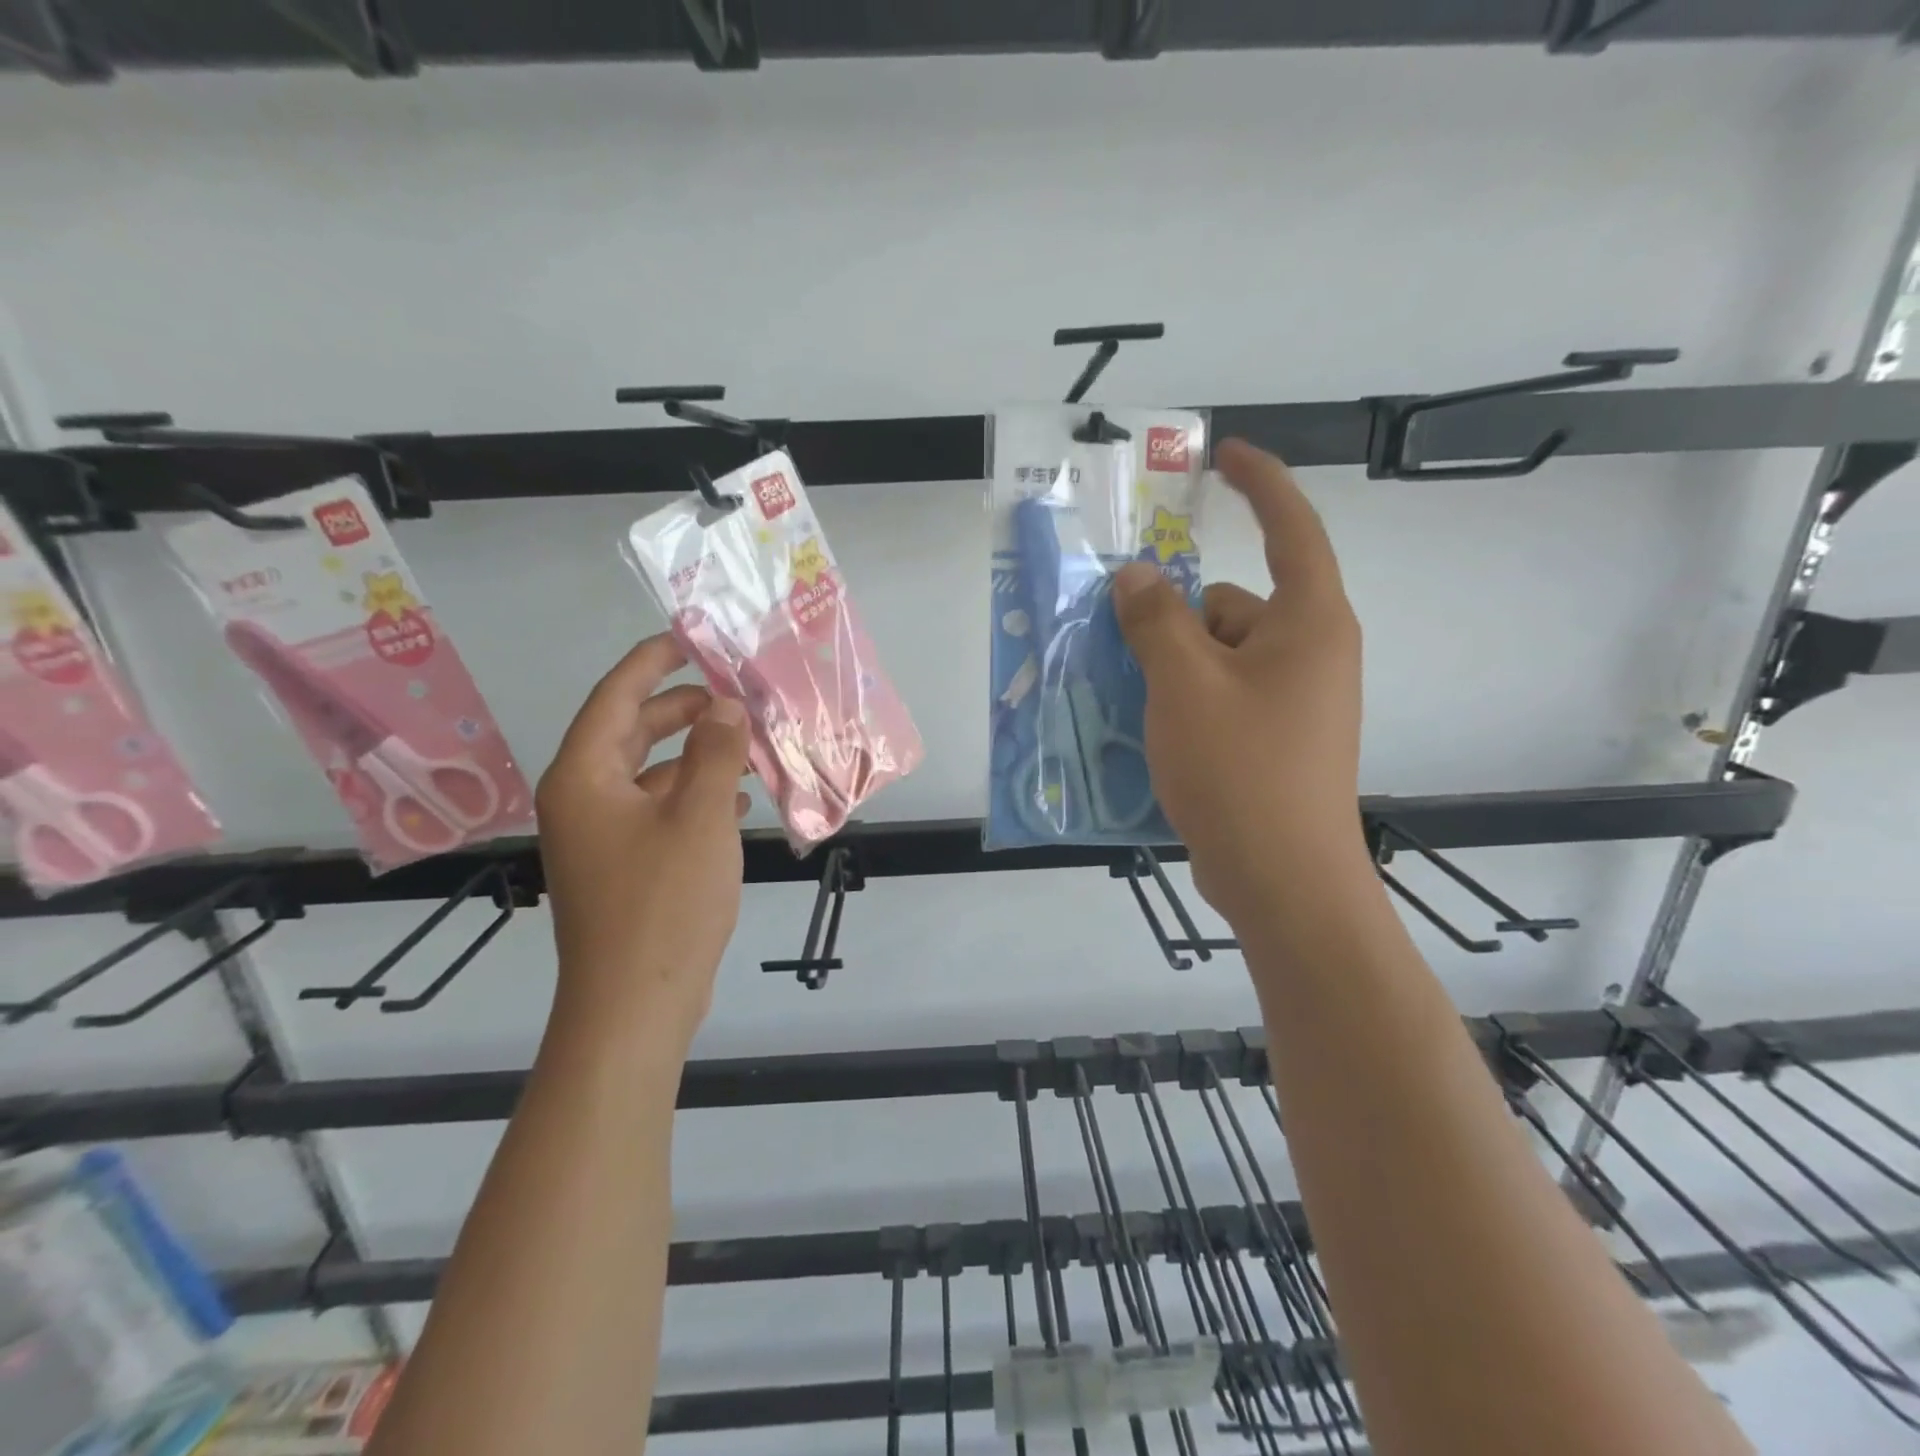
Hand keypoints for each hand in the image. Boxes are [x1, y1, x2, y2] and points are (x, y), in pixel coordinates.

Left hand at [536, 634, 749, 1041]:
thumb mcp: (701, 817)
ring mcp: (602, 836)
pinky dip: (695, 795)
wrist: (635, 1005)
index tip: (689, 638)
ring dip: (696, 755)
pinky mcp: (624, 865)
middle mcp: (583, 799)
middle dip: (682, 709)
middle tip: (734, 694)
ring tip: (748, 744)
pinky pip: (659, 810)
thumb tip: (725, 705)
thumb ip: (716, 753)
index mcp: (584, 777)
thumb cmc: (664, 903)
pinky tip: (738, 799)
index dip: (652, 662)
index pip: (614, 697)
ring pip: (650, 773)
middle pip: (631, 732)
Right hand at [1112, 438, 1367, 925]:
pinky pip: (1221, 695)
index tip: (1224, 456)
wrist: (1283, 881)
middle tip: (1121, 640)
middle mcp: (1310, 653)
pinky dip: (1184, 700)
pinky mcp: (1275, 739)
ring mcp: (1295, 701)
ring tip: (1129, 698)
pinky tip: (1149, 731)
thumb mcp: (1184, 684)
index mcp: (1309, 623)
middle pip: (1234, 605)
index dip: (1260, 483)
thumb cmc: (1241, 769)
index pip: (1292, 528)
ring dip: (1172, 665)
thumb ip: (1155, 620)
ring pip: (1219, 655)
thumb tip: (1137, 577)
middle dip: (1178, 617)